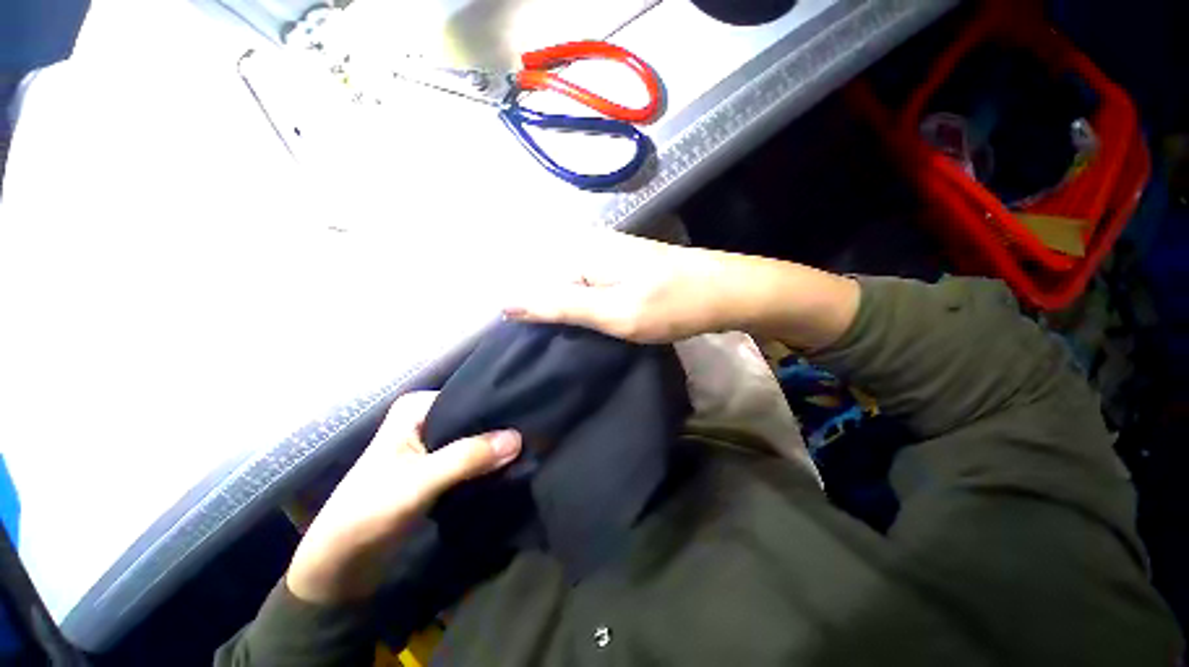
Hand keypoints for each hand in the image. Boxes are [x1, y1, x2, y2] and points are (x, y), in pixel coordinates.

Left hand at [286, 392, 520, 604]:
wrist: (340, 566)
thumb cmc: (369, 513)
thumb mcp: (420, 481)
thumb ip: (468, 457)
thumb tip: (519, 438)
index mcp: (416, 409)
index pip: (469, 396)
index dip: (498, 407)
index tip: (529, 414)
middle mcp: (425, 420)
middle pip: (473, 418)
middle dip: (499, 428)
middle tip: (533, 433)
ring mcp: (430, 446)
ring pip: (473, 439)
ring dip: (495, 447)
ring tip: (529, 446)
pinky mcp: (435, 470)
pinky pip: (469, 459)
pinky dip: (486, 463)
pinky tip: (510, 464)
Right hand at [504, 232, 733, 342]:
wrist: (726, 293)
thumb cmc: (671, 304)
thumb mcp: (613, 312)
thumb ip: (560, 306)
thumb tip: (505, 302)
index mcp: (581, 251)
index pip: (531, 279)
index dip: (526, 312)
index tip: (525, 343)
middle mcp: (589, 246)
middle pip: (549, 283)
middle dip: (545, 314)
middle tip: (545, 347)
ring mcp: (607, 256)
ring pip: (570, 288)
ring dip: (565, 314)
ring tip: (560, 342)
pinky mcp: (621, 268)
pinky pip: (589, 289)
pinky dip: (585, 309)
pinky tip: (585, 327)